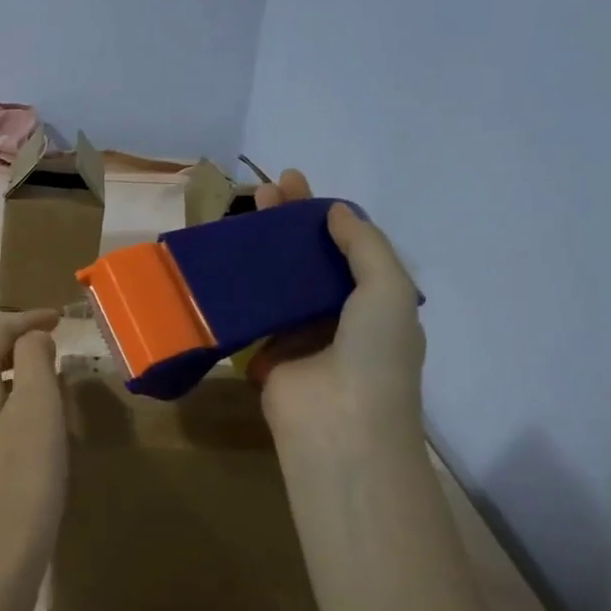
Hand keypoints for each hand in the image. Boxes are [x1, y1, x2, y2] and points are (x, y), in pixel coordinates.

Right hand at [248, 170, 426, 449]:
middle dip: (287, 225)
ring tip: (239, 216)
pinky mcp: (265, 355)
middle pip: (307, 260)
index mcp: (374, 302)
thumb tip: (335, 211)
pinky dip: (238, 290)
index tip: (297, 184)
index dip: (322, 214)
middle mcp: (337, 316)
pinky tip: (222, 261)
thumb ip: (364, 245)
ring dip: (260, 252)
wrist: (340, 426)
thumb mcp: (388, 289)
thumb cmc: (375, 354)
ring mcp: (299, 337)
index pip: (346, 247)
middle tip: (263, 192)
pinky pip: (252, 314)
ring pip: (277, 283)